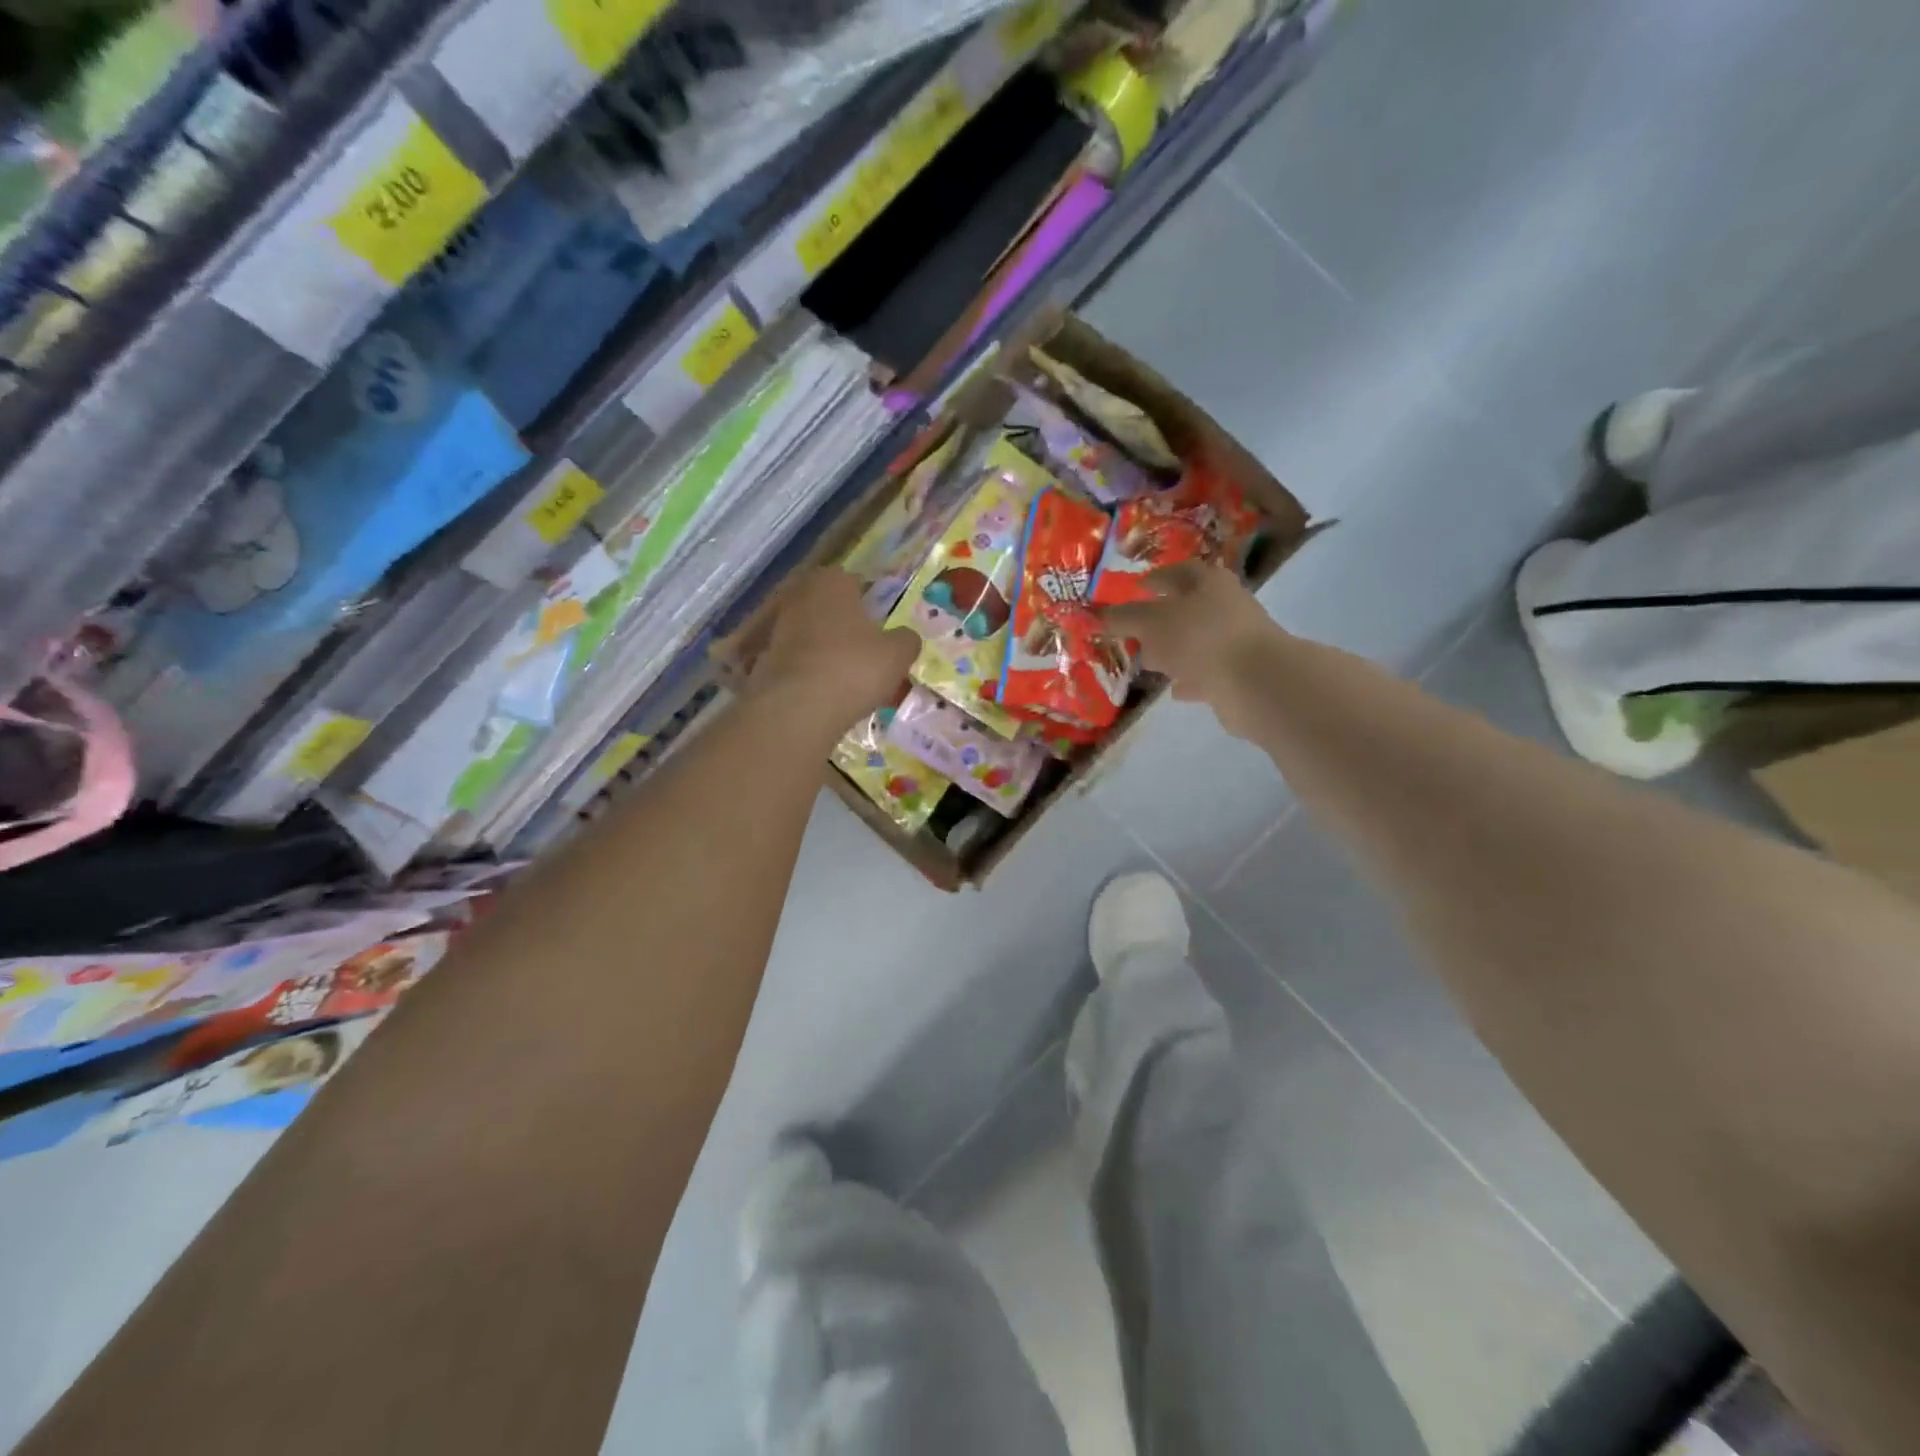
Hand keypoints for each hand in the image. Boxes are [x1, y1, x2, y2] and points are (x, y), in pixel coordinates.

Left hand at [747, 568, 919, 725]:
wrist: (796, 709)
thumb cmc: (853, 668)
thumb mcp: (898, 654)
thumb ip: (906, 640)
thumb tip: (905, 637)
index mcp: (832, 581)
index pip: (854, 582)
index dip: (869, 604)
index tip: (880, 627)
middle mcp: (800, 595)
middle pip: (829, 607)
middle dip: (845, 626)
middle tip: (866, 652)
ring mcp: (777, 627)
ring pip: (811, 634)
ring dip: (826, 650)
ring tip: (847, 677)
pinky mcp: (764, 658)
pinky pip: (798, 661)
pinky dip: (810, 672)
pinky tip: (825, 693)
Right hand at [1098, 562, 1281, 733]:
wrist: (1254, 681)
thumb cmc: (1199, 637)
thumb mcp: (1151, 623)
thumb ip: (1123, 618)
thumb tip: (1096, 613)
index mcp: (1209, 582)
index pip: (1178, 572)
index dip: (1155, 579)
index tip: (1135, 589)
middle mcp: (1227, 605)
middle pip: (1190, 607)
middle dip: (1163, 617)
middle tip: (1136, 629)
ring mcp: (1237, 640)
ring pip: (1199, 640)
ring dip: (1177, 649)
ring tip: (1150, 661)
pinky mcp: (1241, 672)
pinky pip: (1208, 671)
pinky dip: (1191, 677)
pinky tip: (1174, 688)